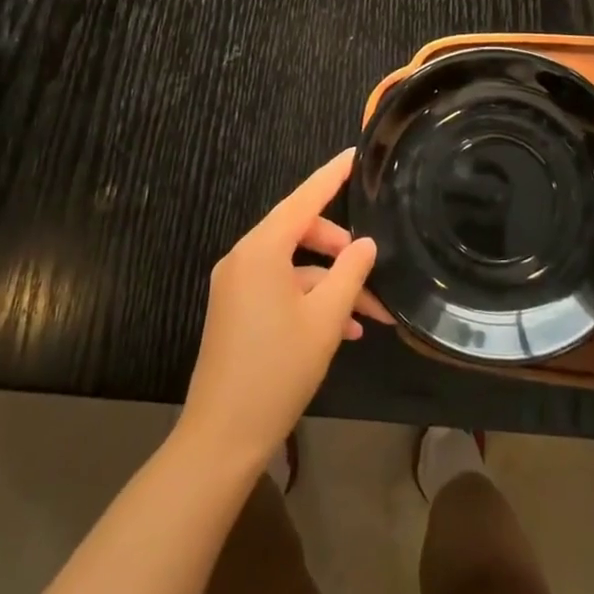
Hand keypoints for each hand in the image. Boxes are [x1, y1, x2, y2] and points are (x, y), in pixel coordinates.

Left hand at [179, 150, 391, 467]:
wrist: (221, 438)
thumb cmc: (277, 371)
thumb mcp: (326, 320)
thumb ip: (350, 273)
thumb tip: (365, 244)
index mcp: (261, 249)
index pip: (304, 198)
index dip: (332, 175)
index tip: (356, 155)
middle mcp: (244, 257)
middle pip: (300, 231)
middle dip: (339, 248)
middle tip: (372, 268)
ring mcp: (236, 284)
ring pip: (293, 265)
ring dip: (330, 283)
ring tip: (368, 313)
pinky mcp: (236, 309)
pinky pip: (279, 287)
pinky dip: (309, 299)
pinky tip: (342, 328)